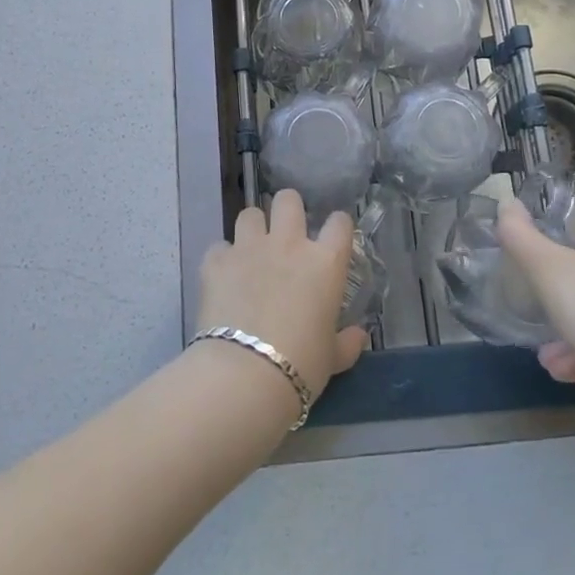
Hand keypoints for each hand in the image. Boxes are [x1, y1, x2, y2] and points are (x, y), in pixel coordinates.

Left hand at [196, 190, 369, 398]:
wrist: (245, 374)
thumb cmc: (301, 365)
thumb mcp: (332, 357)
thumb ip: (346, 342)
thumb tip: (358, 336)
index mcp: (324, 262)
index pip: (339, 223)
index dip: (337, 226)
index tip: (333, 238)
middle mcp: (288, 244)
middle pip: (288, 200)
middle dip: (288, 210)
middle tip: (286, 235)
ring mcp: (249, 248)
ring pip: (250, 214)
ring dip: (253, 229)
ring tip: (252, 250)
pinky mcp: (216, 261)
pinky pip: (219, 247)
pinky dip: (222, 258)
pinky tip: (224, 276)